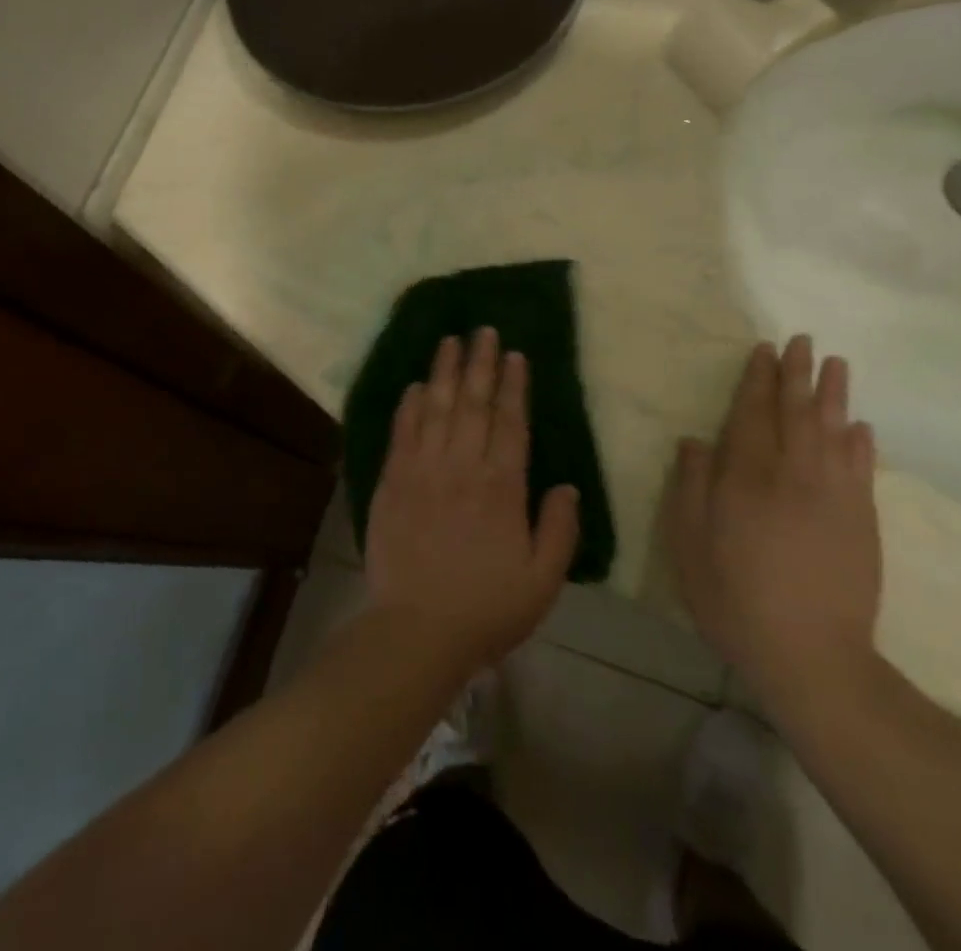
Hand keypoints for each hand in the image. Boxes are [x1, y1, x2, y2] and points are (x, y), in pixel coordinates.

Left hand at [363, 328, 580, 675]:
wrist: (417, 631)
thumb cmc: (486, 608)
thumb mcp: (543, 580)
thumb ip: (560, 529)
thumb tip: (568, 485)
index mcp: (502, 486)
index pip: (510, 422)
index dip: (513, 385)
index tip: (514, 354)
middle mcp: (463, 466)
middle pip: (473, 403)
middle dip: (479, 363)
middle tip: (483, 329)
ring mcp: (423, 470)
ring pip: (436, 408)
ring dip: (444, 371)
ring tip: (449, 340)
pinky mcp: (392, 481)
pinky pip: (402, 433)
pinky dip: (409, 406)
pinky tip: (415, 385)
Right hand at [667, 336, 881, 711]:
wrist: (810, 656)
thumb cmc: (734, 598)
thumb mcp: (689, 544)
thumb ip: (691, 486)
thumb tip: (695, 440)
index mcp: (746, 477)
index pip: (752, 414)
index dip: (757, 380)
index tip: (764, 350)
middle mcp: (792, 474)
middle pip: (795, 412)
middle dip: (798, 374)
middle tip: (803, 341)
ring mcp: (834, 496)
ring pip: (833, 431)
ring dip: (834, 395)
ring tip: (837, 364)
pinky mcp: (862, 521)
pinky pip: (862, 469)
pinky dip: (861, 442)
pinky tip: (860, 425)